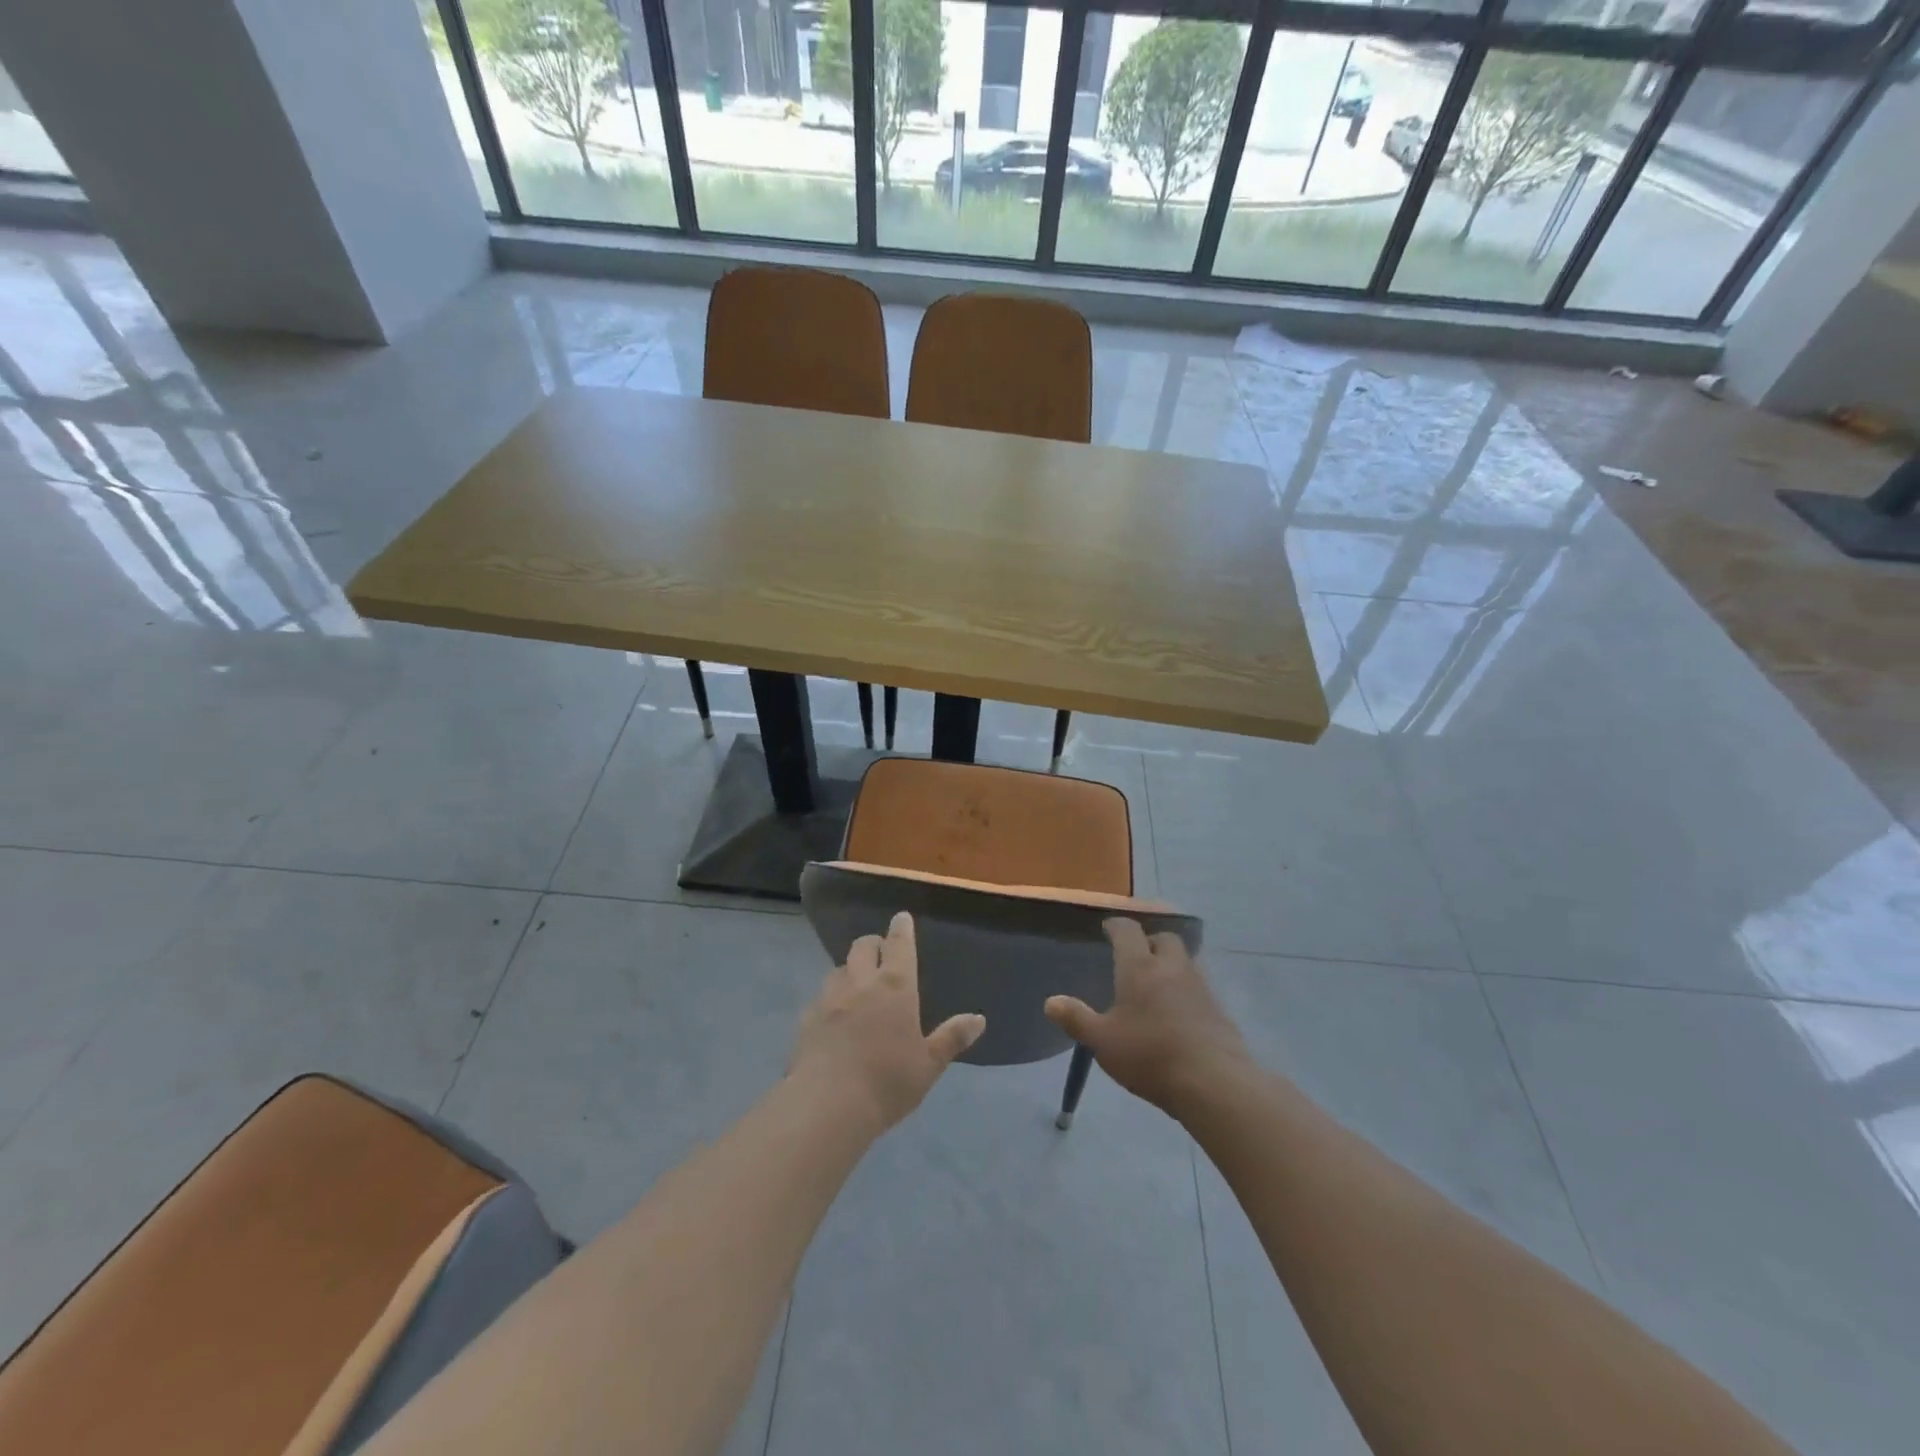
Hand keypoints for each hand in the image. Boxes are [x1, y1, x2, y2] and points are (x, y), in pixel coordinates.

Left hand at [790, 912, 985, 1131]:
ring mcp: (829, 998)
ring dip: (850, 969)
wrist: (828, 1105)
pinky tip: (833, 1016)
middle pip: (863, 946)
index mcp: (895, 987)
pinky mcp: (807, 1019)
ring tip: (857, 984)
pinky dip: (830, 999)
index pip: (899, 944)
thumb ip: (951, 1038)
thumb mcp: (928, 1065)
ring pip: (839, 968)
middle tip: (881, 952)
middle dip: (874, 943)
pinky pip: (820, 997)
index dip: (901, 928)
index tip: (901, 917)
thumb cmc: (888, 1082)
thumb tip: (978, 1018)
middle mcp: (861, 983)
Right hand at [1045, 919, 1250, 1115]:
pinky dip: (1186, 989)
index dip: (1116, 926)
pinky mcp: (1219, 1009)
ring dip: (1171, 963)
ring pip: (1185, 960)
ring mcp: (1200, 986)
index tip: (1108, 928)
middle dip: (1149, 940)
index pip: (1128, 930)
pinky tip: (1178, 1011)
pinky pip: (1199, 986)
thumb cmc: (1150, 1055)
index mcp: (1140, 967)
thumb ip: (1076, 1019)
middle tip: (1136, 955)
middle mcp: (1172, 966)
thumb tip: (1050, 1002)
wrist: (1214, 1082)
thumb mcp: (1103, 1041)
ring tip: (1157, 983)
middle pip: (1163, 938)